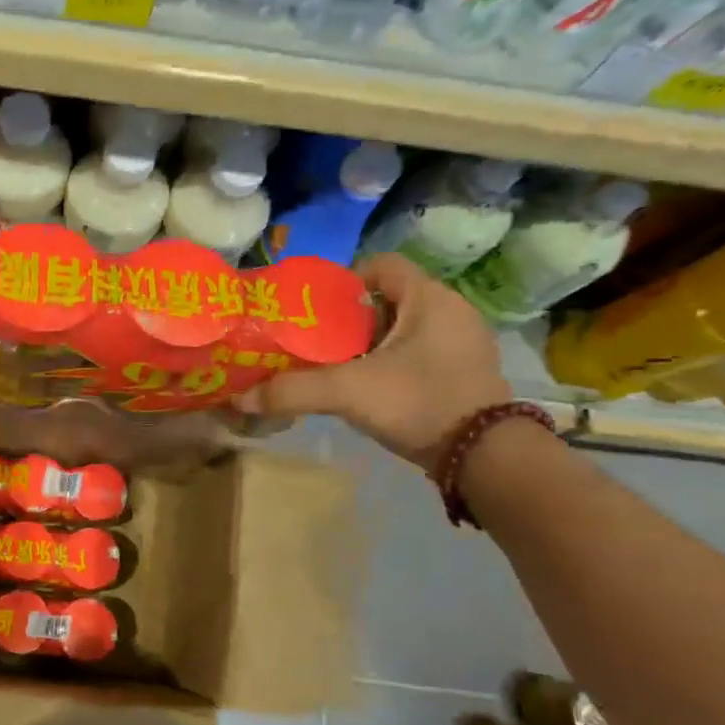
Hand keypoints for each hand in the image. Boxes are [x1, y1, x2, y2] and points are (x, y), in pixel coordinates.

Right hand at [238, 253, 511, 474]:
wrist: (485, 458)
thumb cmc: (419, 402)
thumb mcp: (349, 392)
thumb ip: (293, 391)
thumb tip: (239, 399)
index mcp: (429, 298)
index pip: (382, 265)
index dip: (345, 280)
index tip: (317, 310)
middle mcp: (451, 312)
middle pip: (388, 299)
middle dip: (350, 319)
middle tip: (317, 342)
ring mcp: (463, 344)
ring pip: (403, 329)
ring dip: (369, 344)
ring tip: (335, 367)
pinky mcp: (464, 373)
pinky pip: (418, 353)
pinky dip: (391, 363)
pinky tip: (369, 389)